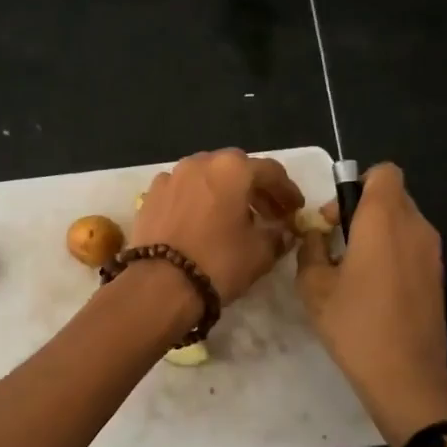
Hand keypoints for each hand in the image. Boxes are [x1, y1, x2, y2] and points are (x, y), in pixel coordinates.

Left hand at [129, 149, 303, 305]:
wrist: (159, 284)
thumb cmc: (218, 262)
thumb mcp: (260, 253)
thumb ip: (277, 235)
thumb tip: (283, 231)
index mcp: (232, 168)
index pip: (271, 171)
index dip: (287, 191)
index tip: (295, 209)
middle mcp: (200, 162)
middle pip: (236, 169)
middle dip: (255, 189)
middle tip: (269, 214)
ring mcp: (171, 176)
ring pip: (207, 177)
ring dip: (225, 192)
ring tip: (235, 218)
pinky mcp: (151, 195)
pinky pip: (183, 191)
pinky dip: (198, 200)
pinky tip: (202, 222)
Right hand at [296, 164, 446, 437]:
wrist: (406, 376)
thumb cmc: (355, 325)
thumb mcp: (314, 286)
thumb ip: (311, 249)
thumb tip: (316, 235)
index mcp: (384, 219)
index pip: (384, 172)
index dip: (357, 184)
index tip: (335, 217)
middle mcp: (415, 226)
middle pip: (392, 196)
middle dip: (361, 209)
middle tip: (335, 243)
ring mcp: (432, 252)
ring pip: (403, 222)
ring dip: (377, 232)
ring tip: (352, 268)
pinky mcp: (438, 275)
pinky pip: (413, 246)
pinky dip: (393, 252)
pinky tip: (373, 288)